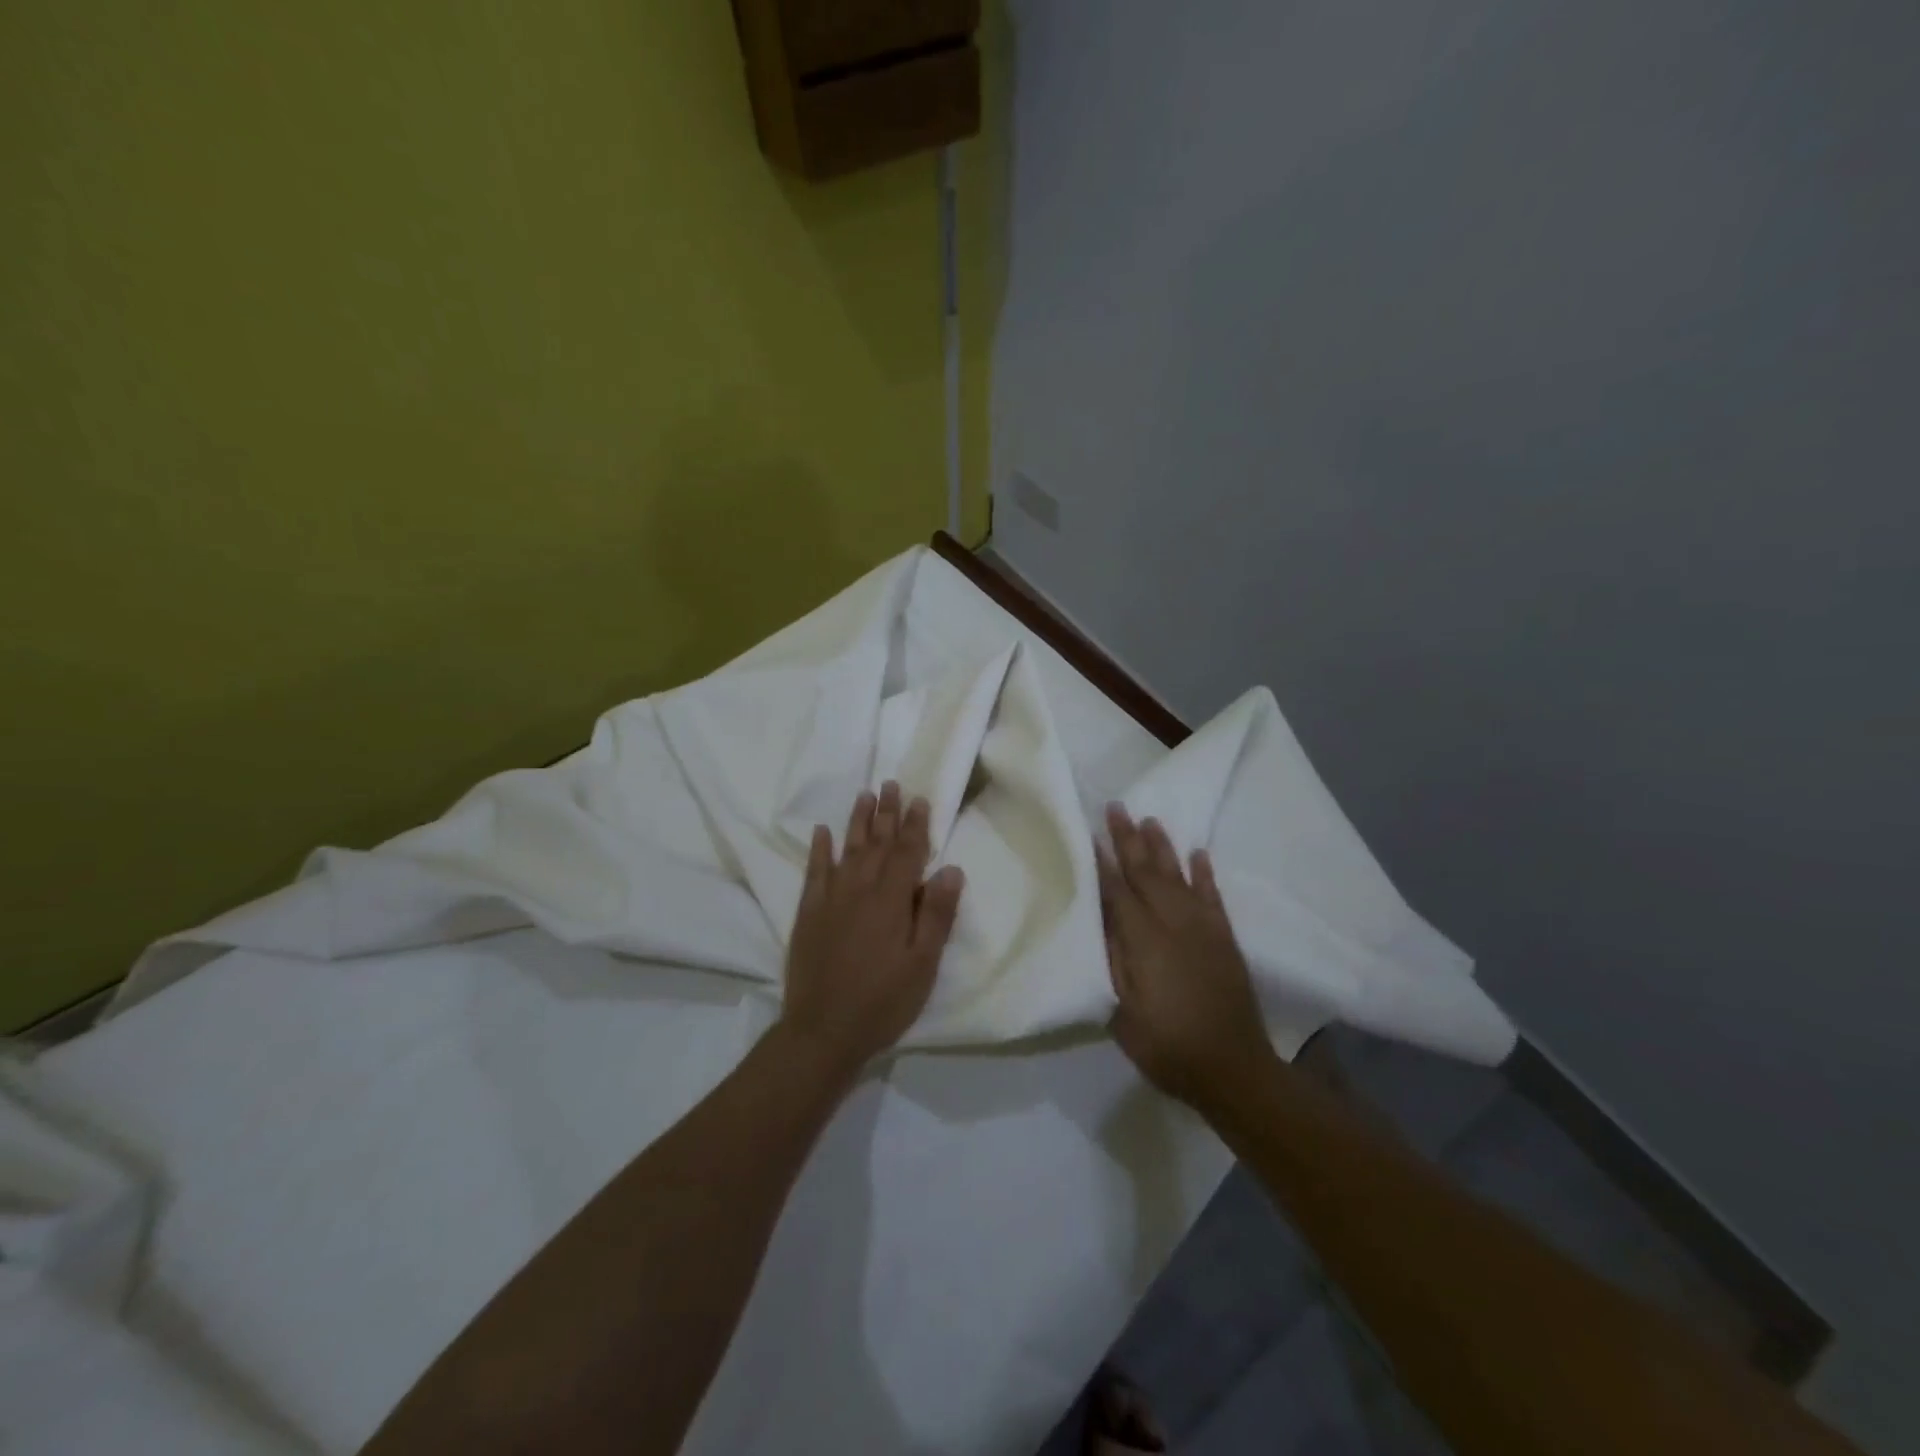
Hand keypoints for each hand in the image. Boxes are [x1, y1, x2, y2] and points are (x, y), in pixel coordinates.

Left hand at [780, 781, 965, 1074]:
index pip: (907, 853)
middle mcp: (859, 890)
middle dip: (886, 813)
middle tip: (890, 784)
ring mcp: (830, 900)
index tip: (919, 799)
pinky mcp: (808, 914)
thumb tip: (951, 869)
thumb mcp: (922, 965)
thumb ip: (936, 915)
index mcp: (891, 902)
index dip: (915, 825)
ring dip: (857, 822)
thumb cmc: (882, 1002)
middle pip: (876, 843)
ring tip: (864, 795)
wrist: (822, 1032)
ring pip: (847, 850)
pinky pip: (814, 872)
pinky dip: (819, 849)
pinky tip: (822, 832)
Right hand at [1097, 804, 1272, 1106]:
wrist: (1233, 1069)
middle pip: (1146, 873)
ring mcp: (1203, 929)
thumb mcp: (1123, 1013)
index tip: (1089, 832)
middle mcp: (1173, 924)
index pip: (1117, 891)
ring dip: (1163, 847)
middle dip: (1128, 840)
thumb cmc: (1168, 1046)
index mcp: (1144, 941)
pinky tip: (1198, 854)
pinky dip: (1204, 874)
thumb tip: (1101, 919)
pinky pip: (1212, 896)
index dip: (1102, 862)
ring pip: (1178, 876)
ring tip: (1150, 820)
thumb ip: (1112, 962)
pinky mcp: (1225, 938)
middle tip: (1116, 807)